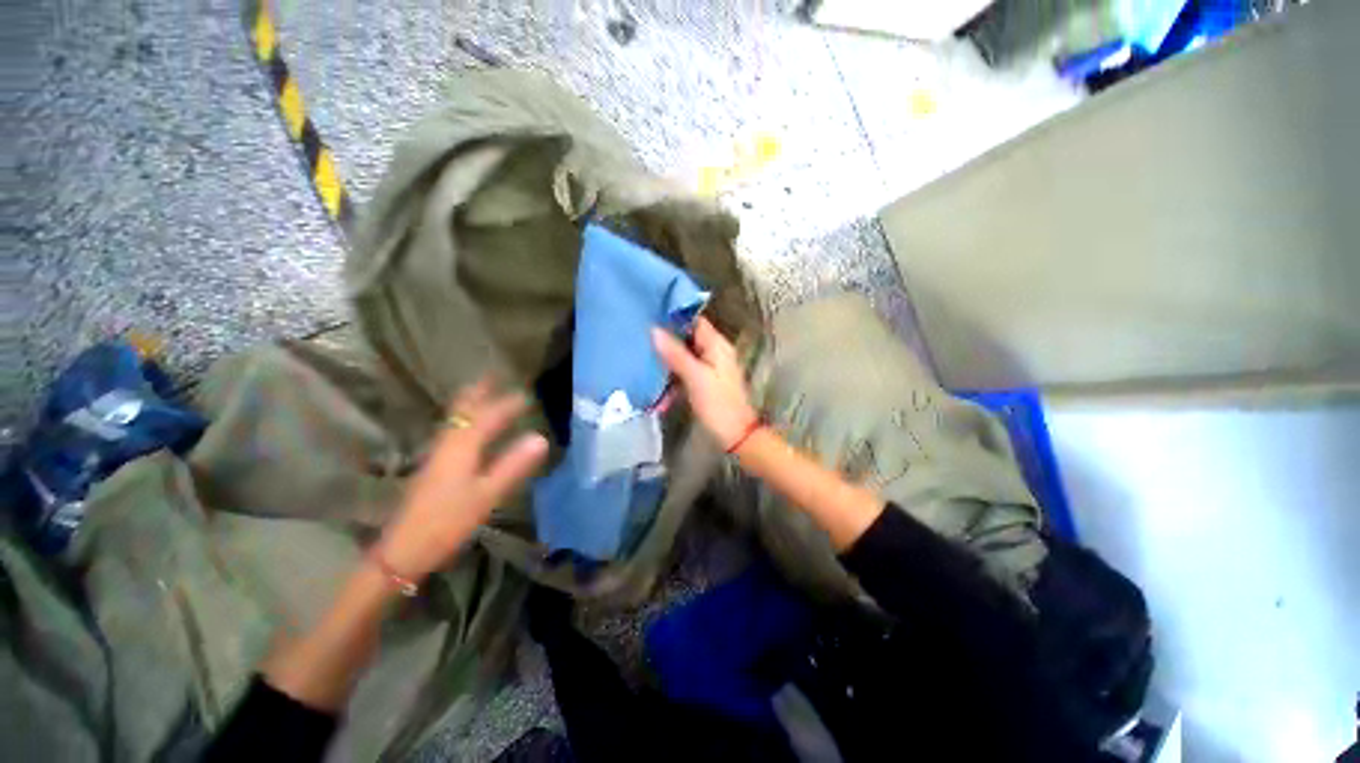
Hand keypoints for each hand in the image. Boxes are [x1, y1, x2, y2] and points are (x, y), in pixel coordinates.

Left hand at [377, 377, 548, 580]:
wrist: (403, 550)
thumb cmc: (447, 521)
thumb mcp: (487, 495)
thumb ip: (513, 465)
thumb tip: (541, 437)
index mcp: (462, 447)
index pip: (488, 416)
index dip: (507, 404)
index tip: (526, 395)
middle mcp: (448, 444)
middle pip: (462, 411)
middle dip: (478, 392)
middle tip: (493, 376)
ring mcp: (438, 454)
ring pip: (455, 419)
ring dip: (469, 403)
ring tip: (482, 391)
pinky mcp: (434, 466)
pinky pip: (452, 430)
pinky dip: (463, 418)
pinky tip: (467, 426)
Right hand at [652, 317, 758, 448]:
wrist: (735, 435)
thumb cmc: (717, 403)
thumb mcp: (695, 377)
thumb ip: (675, 354)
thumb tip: (654, 330)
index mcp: (717, 345)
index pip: (694, 321)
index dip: (674, 317)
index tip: (649, 316)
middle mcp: (714, 352)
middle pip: (687, 339)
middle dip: (666, 341)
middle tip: (640, 341)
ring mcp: (709, 368)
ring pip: (683, 357)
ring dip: (666, 363)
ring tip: (643, 363)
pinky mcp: (704, 383)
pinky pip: (685, 373)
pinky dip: (672, 379)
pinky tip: (656, 389)